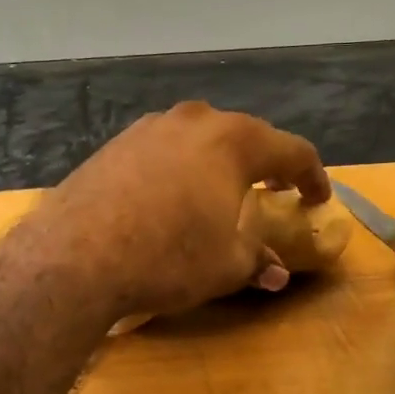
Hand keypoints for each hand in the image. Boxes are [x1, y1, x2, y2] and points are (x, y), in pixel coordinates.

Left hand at [26, 103, 330, 319]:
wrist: (76, 254)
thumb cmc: (167, 256)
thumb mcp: (225, 266)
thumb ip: (256, 259)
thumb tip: (275, 272)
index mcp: (235, 141)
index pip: (293, 151)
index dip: (312, 176)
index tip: (317, 198)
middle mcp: (196, 121)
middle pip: (245, 136)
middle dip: (264, 164)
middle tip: (272, 191)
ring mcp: (151, 126)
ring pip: (200, 138)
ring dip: (218, 162)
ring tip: (220, 192)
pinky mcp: (116, 142)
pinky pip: (164, 149)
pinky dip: (179, 167)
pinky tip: (170, 196)